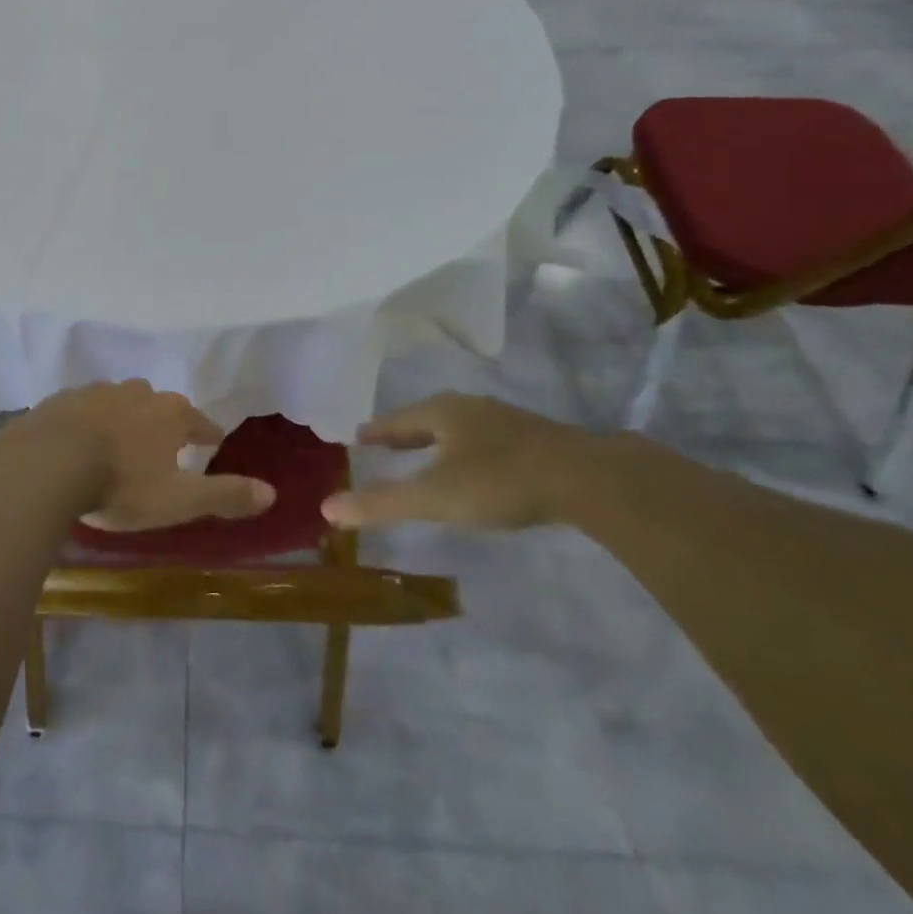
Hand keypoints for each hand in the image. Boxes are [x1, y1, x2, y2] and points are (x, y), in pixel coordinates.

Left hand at [15, 382, 274, 531]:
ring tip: (123, 440)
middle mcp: (136, 393)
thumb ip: (224, 494)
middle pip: (159, 404)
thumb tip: (272, 493)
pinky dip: (89, 421)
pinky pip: (83, 408)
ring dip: (126, 417)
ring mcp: (96, 392)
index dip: (208, 433)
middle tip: (165, 442)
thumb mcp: (179, 499)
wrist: (48, 462)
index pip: (199, 421)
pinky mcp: (62, 400)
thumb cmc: (122, 483)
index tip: (213, 441)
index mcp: (169, 414)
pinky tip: (82, 438)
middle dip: (165, 421)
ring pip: (120, 400)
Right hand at [320, 394, 588, 530]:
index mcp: (441, 411)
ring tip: (428, 452)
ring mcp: (506, 419)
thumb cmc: (499, 480)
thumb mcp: (434, 496)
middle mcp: (470, 406)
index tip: (359, 437)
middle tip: (386, 444)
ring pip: (459, 425)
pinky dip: (469, 448)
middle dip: (406, 431)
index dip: (376, 431)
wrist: (586, 477)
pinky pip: (486, 438)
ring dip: (439, 438)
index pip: (396, 419)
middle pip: (427, 417)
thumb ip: (382, 503)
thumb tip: (326, 507)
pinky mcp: (535, 437)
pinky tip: (478, 465)